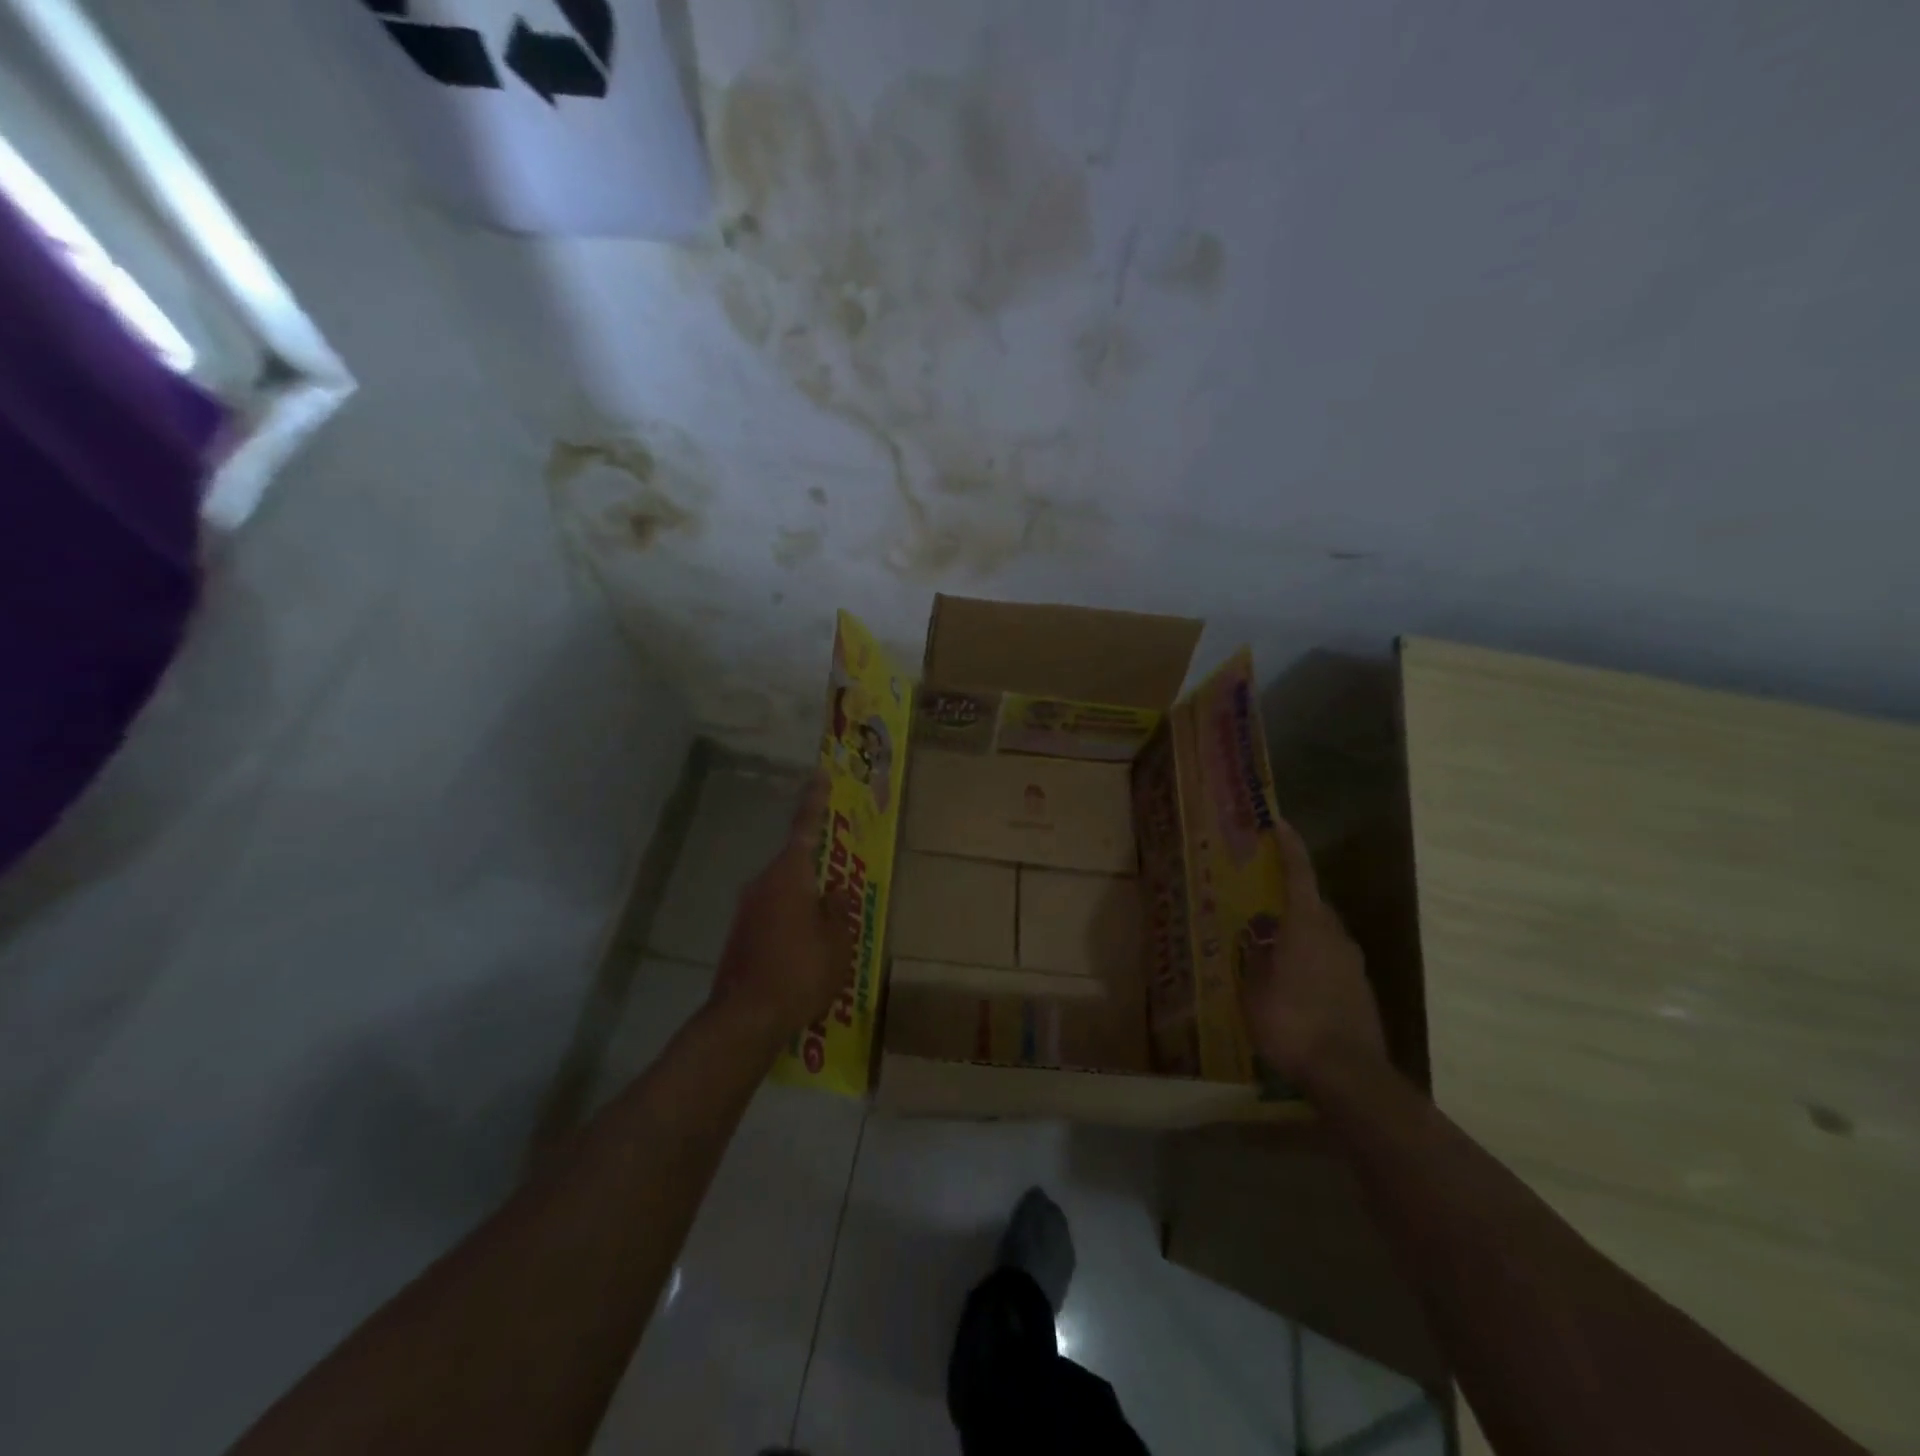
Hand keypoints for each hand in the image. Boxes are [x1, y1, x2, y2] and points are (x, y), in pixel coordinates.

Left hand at [710, 773, 853, 1038]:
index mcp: (790, 876)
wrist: (745, 1018)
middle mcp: (763, 884)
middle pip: (794, 862)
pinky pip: (773, 914)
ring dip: (805, 898)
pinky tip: (806, 947)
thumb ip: (839, 910)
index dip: (814, 801)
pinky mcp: (740, 934)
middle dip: (818, 865)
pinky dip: (791, 919)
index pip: (805, 828)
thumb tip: (836, 891)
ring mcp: (747, 910)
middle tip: (841, 871)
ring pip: (784, 891)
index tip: (818, 774)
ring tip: (829, 921)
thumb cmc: (800, 971)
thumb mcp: (837, 942)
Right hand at [1240, 817, 1390, 1091]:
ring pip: (1323, 934)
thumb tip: (1257, 941)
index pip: (1299, 874)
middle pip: (1313, 903)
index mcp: (1307, 926)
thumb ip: (1256, 959)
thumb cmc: (1291, 1022)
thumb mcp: (1254, 989)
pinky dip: (1312, 960)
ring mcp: (1353, 965)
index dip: (1290, 847)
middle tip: (1263, 899)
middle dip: (1290, 897)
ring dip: (1301, 932)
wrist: (1348, 1074)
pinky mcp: (1361, 991)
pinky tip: (1295, 983)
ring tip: (1274, 946)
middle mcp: (1335, 937)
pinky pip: (1331, 961)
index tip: (1279, 824)